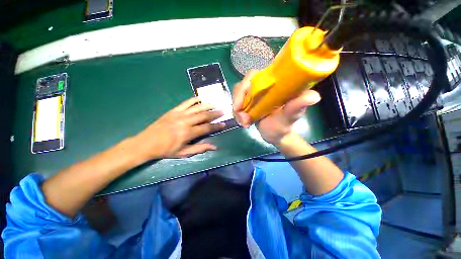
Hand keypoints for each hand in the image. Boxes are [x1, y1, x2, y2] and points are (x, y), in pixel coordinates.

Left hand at [133, 97, 224, 159]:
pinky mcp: (173, 110)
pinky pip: (186, 103)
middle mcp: (185, 121)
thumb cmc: (166, 150)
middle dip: (215, 113)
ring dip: (207, 105)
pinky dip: (194, 100)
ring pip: (197, 107)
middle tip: (223, 111)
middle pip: (204, 115)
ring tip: (215, 104)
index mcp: (188, 133)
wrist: (146, 143)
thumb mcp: (184, 153)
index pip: (207, 127)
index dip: (216, 126)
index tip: (224, 124)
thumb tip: (214, 147)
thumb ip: (200, 149)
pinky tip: (200, 99)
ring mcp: (179, 114)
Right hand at [232, 71, 320, 145]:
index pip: (254, 75)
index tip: (241, 103)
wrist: (275, 135)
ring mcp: (254, 95)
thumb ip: (296, 107)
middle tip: (242, 119)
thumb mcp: (289, 117)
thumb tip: (314, 96)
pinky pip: (237, 104)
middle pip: (242, 85)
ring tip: (244, 123)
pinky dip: (237, 114)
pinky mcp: (248, 103)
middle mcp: (262, 87)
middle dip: (238, 102)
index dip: (245, 85)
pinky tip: (243, 123)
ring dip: (237, 111)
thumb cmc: (283, 126)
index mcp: (273, 84)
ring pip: (237, 95)